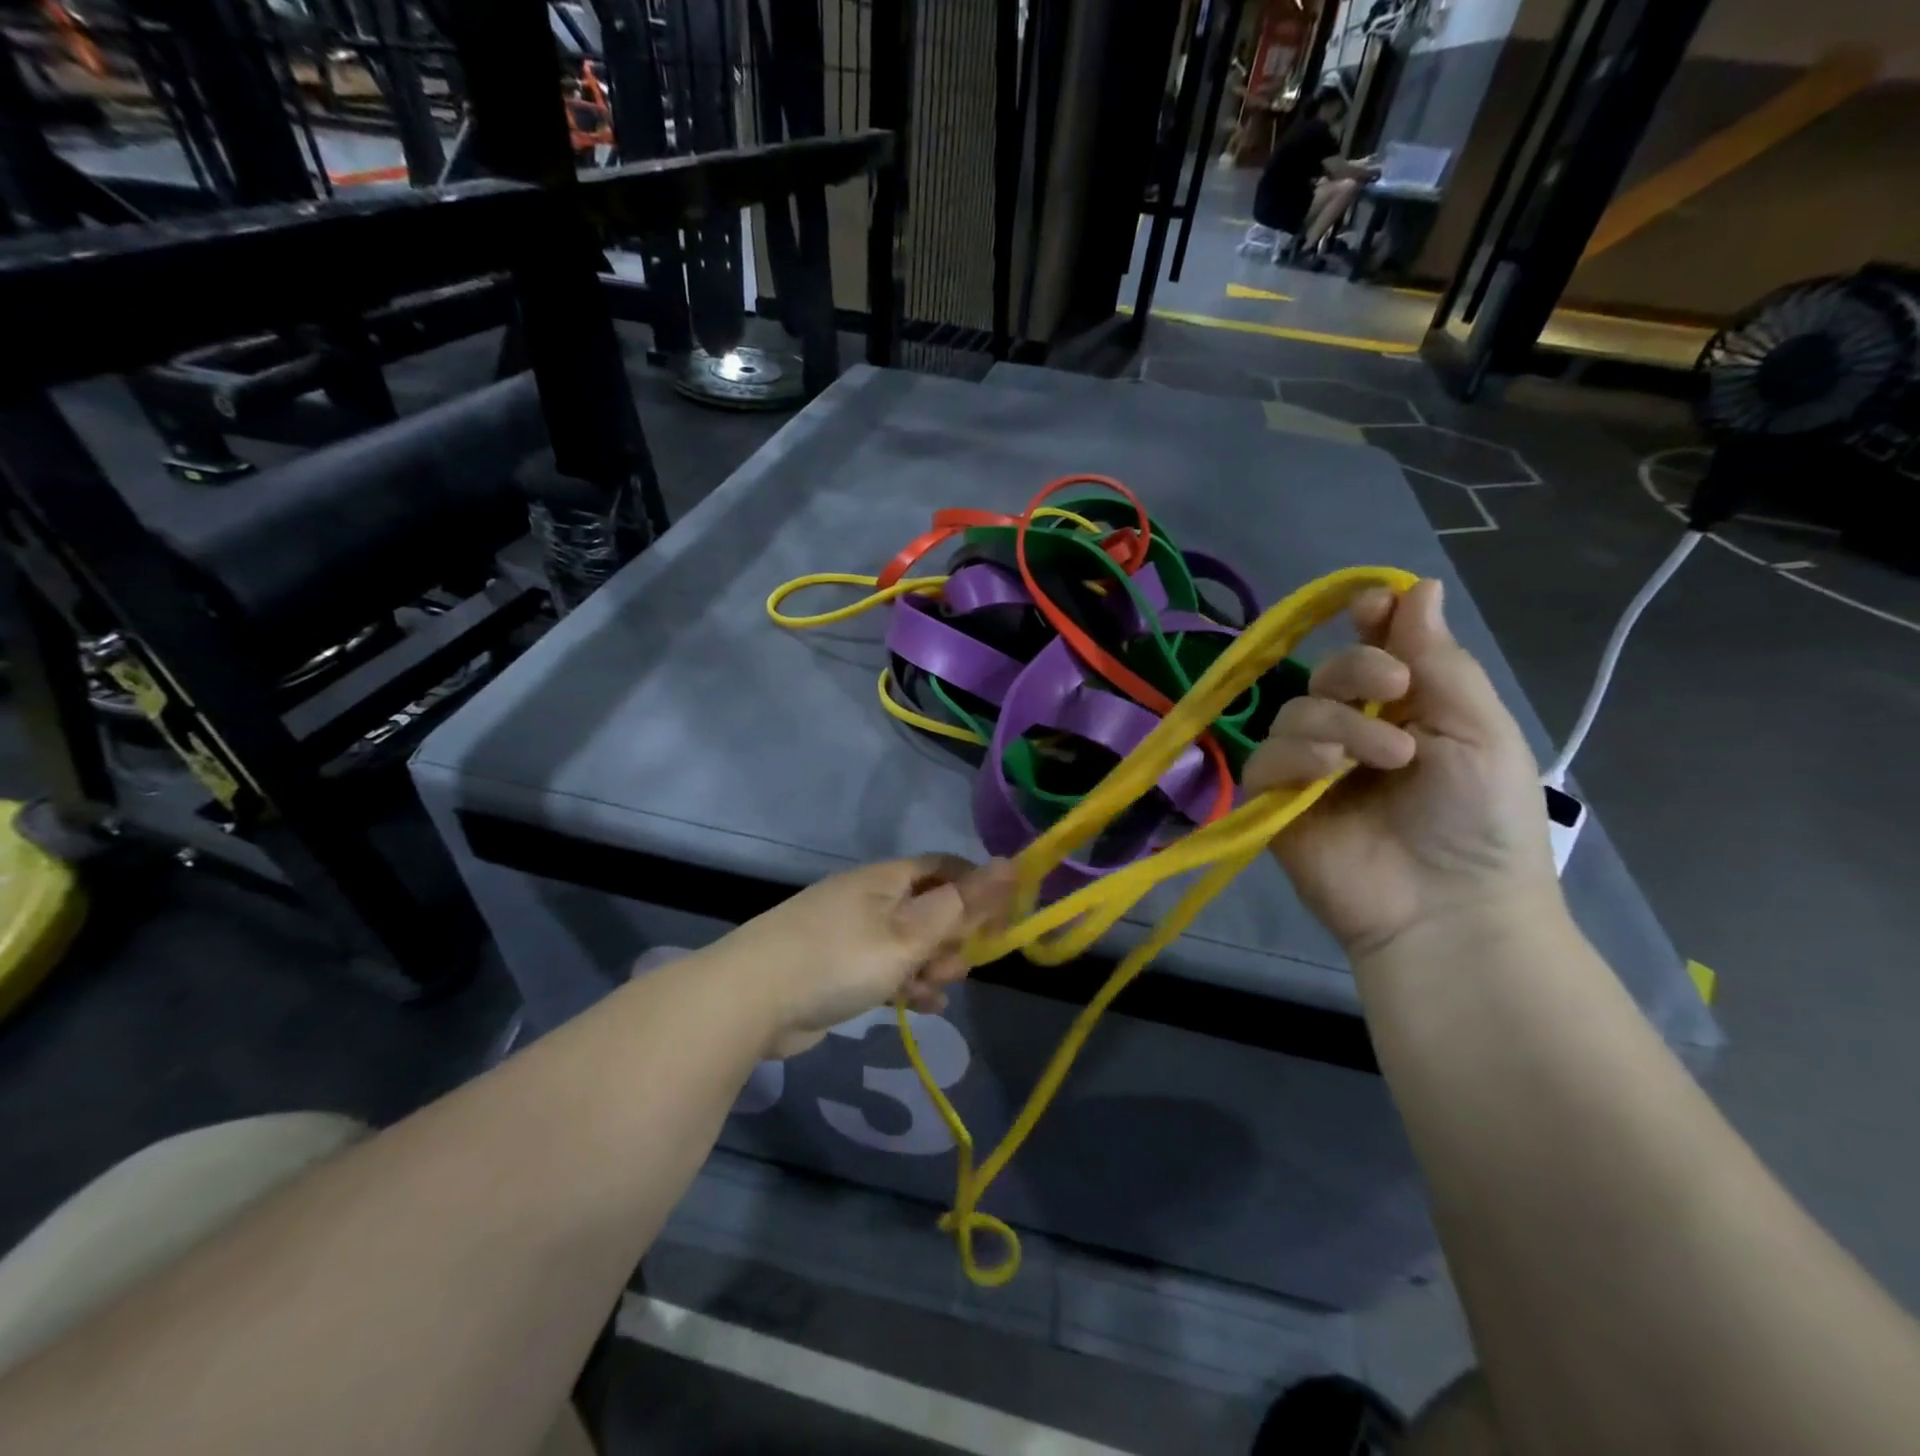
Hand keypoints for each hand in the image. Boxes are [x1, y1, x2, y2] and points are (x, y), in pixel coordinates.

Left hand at [716, 855, 1014, 1058]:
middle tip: (960, 966)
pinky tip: (922, 1007)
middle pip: (929, 907)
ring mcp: (850, 932)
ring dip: (931, 964)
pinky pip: (884, 968)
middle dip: (953, 935)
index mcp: (887, 879)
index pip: (945, 867)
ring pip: (909, 942)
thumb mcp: (911, 933)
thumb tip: (1012, 863)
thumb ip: (963, 903)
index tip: (1001, 921)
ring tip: (936, 990)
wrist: (751, 999)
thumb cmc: (841, 958)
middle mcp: (870, 898)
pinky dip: (905, 983)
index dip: (977, 889)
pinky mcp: (836, 967)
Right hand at [1243, 579, 1558, 960]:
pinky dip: (1294, 754)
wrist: (1448, 908)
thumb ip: (1439, 659)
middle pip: (1327, 673)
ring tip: (1382, 758)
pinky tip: (1328, 773)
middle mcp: (1352, 733)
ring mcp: (1310, 769)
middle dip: (1357, 670)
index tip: (1371, 607)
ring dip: (1337, 722)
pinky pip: (1264, 758)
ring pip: (1293, 712)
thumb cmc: (1482, 820)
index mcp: (1405, 712)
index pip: (1372, 650)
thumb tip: (1416, 586)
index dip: (1368, 622)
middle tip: (1394, 690)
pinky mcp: (1275, 801)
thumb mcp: (1479, 730)